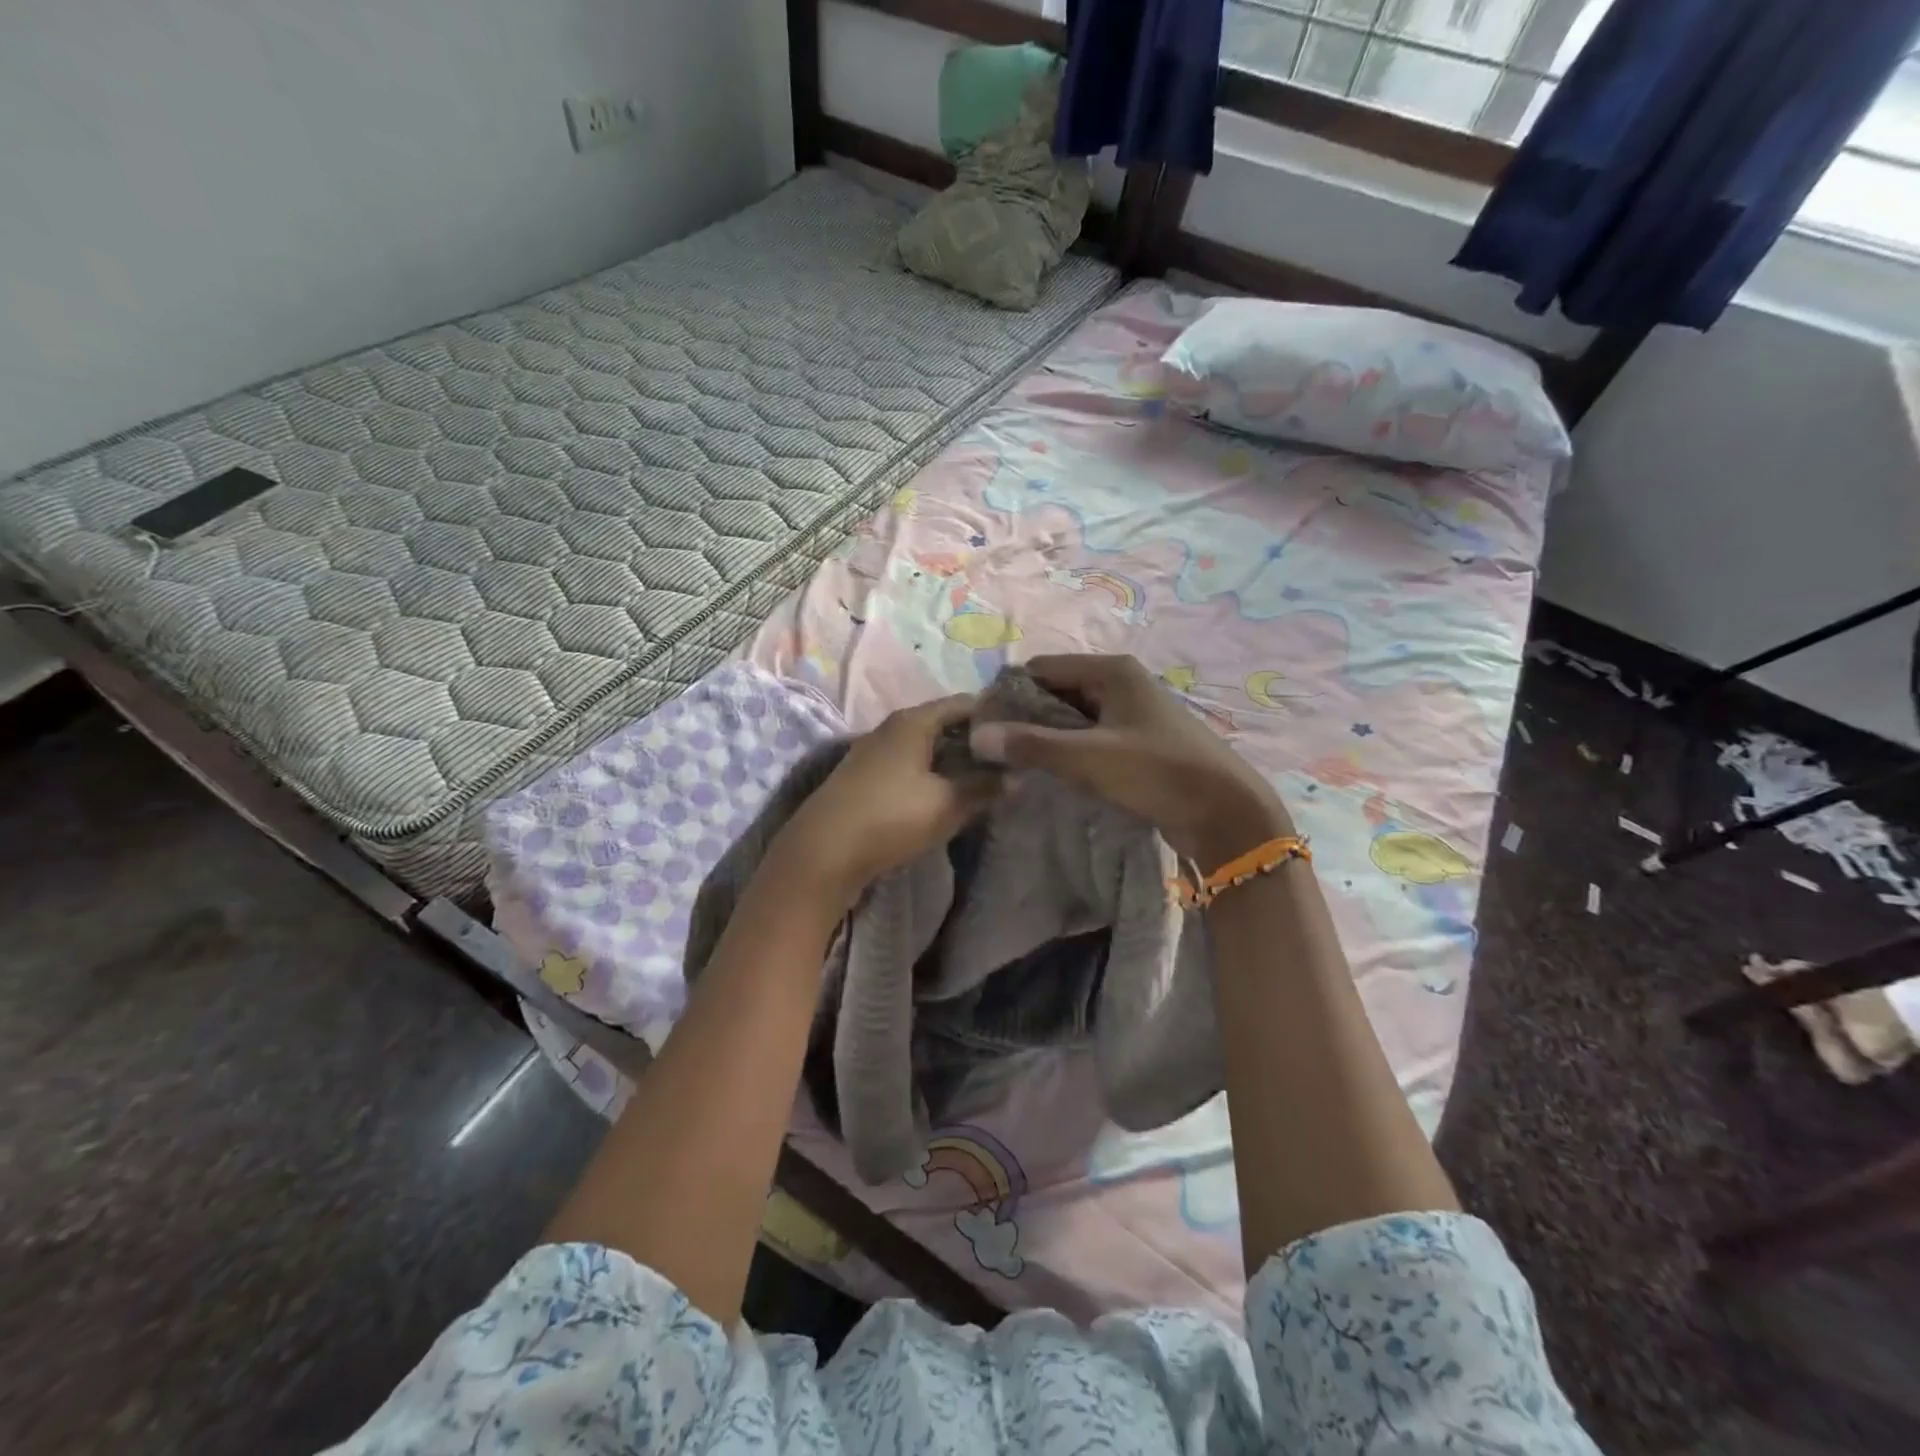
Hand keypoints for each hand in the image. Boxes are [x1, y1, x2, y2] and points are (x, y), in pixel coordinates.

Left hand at [769, 695, 997, 905]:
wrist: (823, 854)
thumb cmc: (890, 817)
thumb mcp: (947, 803)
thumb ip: (984, 787)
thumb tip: (1018, 777)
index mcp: (912, 721)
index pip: (964, 703)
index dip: (995, 713)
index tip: (1023, 729)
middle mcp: (891, 729)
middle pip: (943, 724)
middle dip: (976, 740)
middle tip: (1010, 758)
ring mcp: (874, 754)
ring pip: (925, 748)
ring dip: (954, 761)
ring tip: (986, 778)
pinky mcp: (866, 780)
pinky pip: (910, 767)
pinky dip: (933, 775)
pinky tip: (947, 795)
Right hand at [969, 654, 1290, 863]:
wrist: (1226, 813)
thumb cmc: (1158, 772)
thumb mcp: (1090, 757)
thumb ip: (1033, 745)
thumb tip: (977, 736)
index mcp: (1112, 671)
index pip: (1043, 668)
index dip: (1011, 692)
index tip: (984, 723)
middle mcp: (1122, 683)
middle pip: (1058, 690)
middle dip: (1027, 716)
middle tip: (996, 748)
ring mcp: (1132, 713)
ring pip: (1074, 717)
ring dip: (1048, 736)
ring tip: (1016, 762)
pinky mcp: (1138, 742)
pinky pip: (1091, 737)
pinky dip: (1070, 750)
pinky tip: (1052, 772)